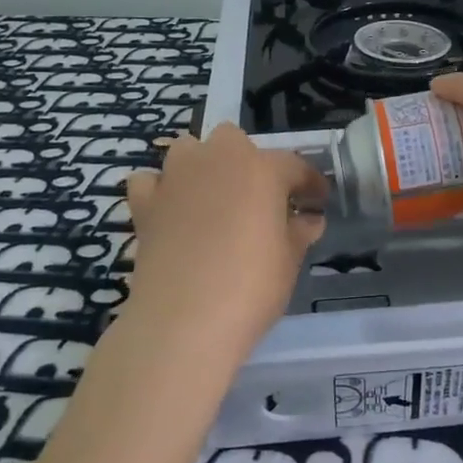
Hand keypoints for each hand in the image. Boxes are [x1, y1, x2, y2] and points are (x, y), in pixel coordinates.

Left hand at [119, 123, 327, 369]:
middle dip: (248, 162)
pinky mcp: (145, 203)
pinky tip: (170, 210)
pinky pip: (151, 182)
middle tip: (260, 199)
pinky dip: (160, 190)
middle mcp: (218, 159)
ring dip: (202, 165)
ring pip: (189, 149)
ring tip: (213, 197)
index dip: (310, 184)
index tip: (317, 202)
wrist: (183, 320)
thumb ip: (300, 232)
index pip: (294, 166)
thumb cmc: (251, 287)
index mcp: (262, 169)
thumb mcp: (289, 260)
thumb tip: (309, 220)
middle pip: (234, 141)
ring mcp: (176, 177)